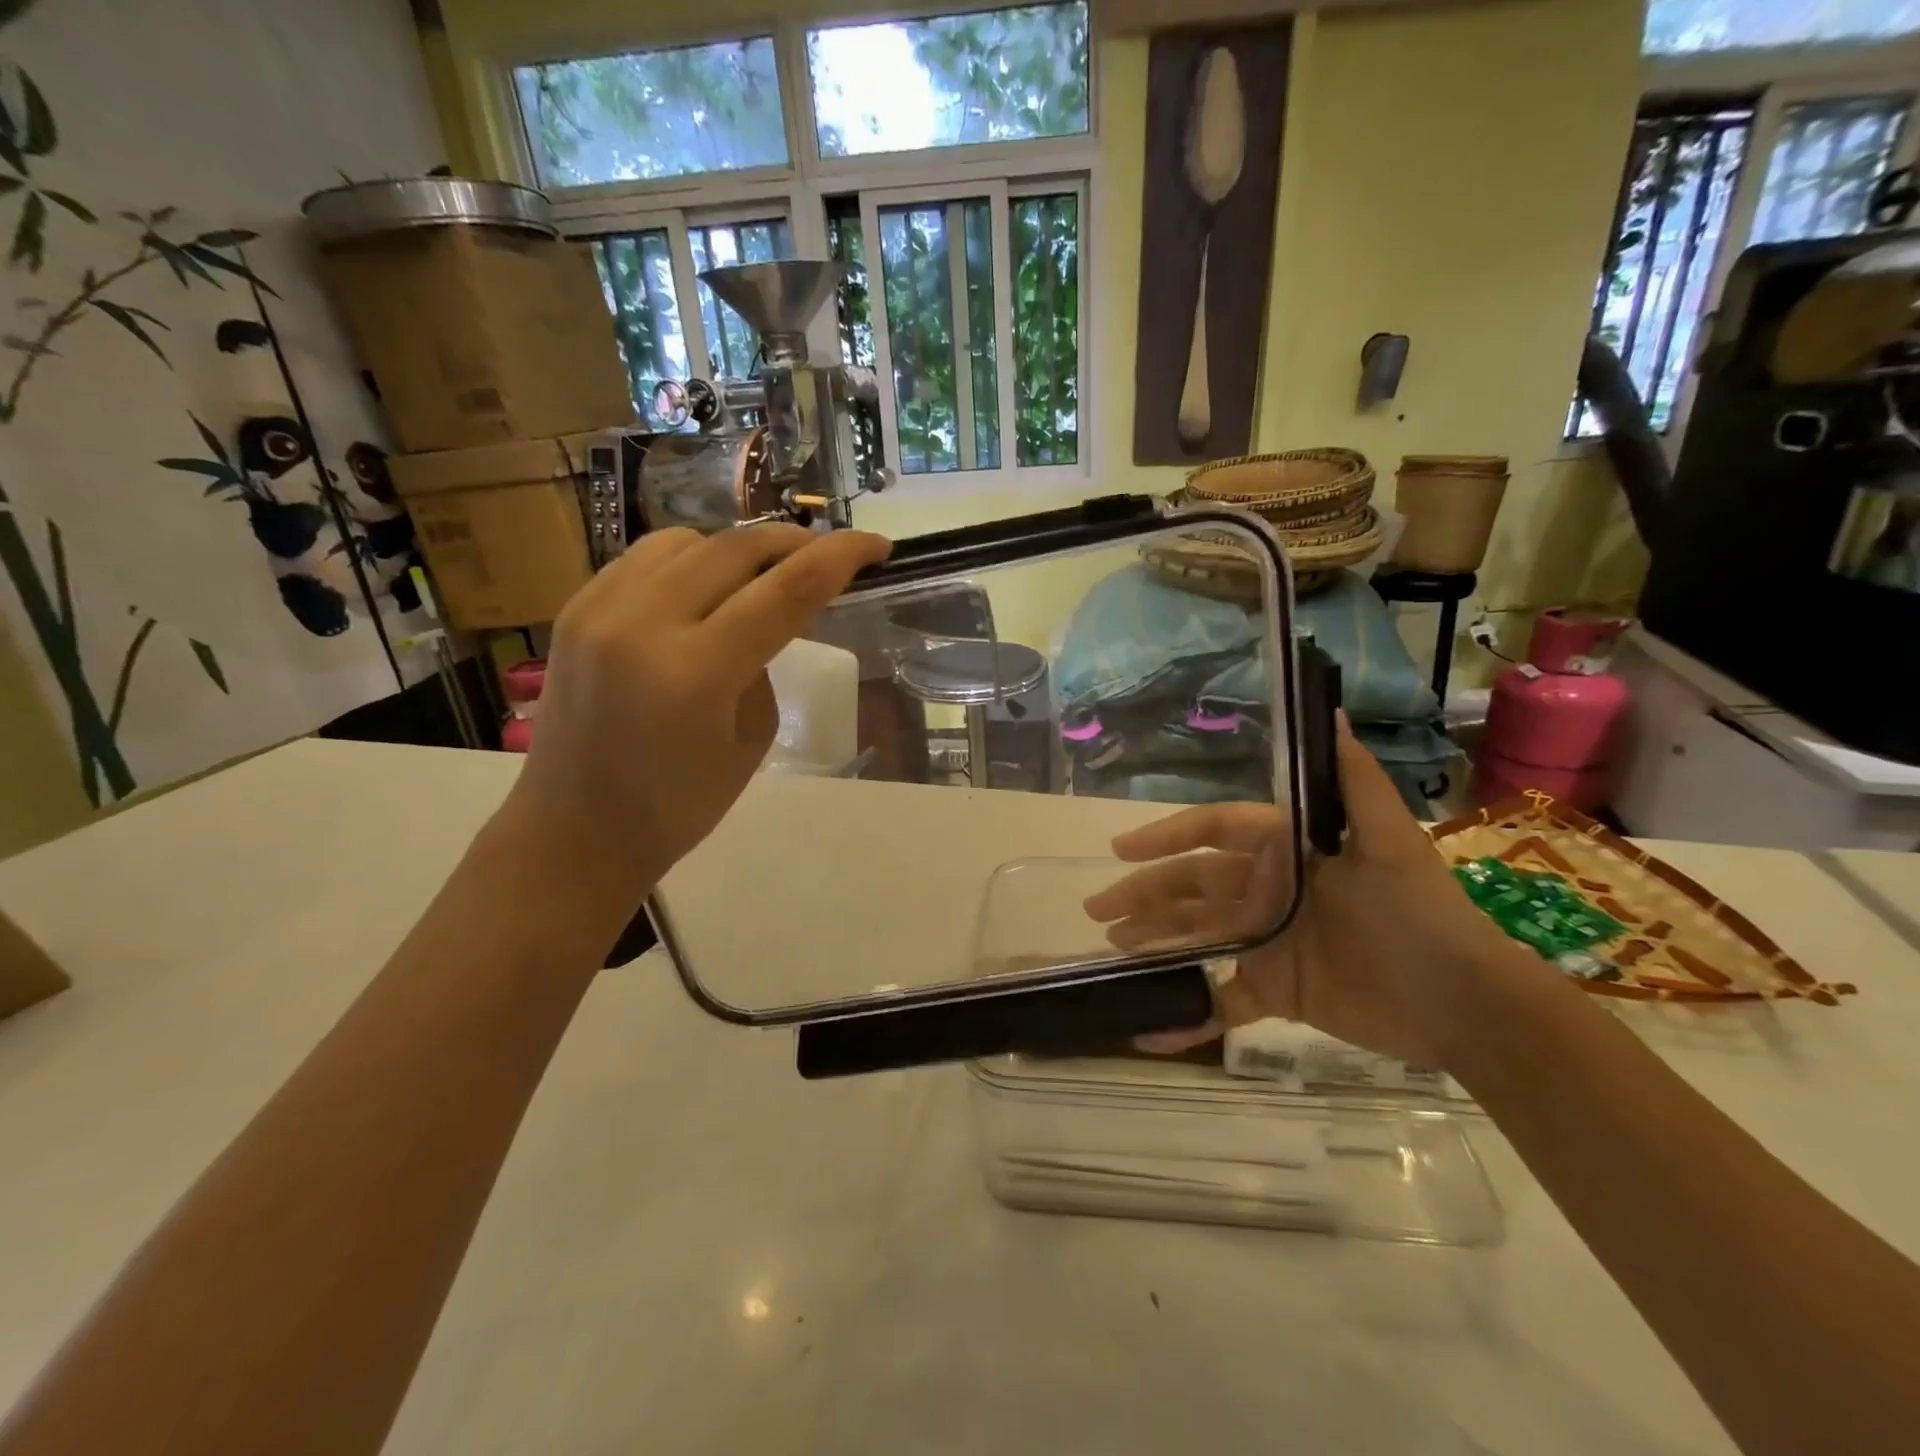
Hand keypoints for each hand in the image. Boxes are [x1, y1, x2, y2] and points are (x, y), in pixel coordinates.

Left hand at [506, 524, 890, 889]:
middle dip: (794, 542)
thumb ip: (764, 664)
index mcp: (697, 674)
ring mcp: (599, 609)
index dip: (840, 556)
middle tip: (827, 556)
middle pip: (736, 548)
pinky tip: (703, 592)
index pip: (786, 590)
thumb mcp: (751, 740)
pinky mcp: (576, 607)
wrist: (575, 830)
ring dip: (738, 551)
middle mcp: (643, 624)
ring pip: (688, 541)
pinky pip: (646, 558)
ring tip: (759, 579)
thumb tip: (765, 616)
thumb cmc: (679, 806)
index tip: (877, 545)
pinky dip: (690, 562)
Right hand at [1082, 717, 1540, 1068]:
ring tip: (1111, 947)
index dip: (1165, 837)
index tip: (1120, 849)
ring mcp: (1267, 942)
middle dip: (1143, 894)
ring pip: (1195, 936)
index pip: (1213, 833)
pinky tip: (1148, 1029)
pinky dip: (1186, 1016)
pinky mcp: (1274, 991)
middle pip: (1191, 887)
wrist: (1466, 1006)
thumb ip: (1353, 781)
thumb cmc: (1419, 915)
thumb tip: (1332, 712)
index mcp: (1285, 852)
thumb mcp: (1390, 841)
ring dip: (1153, 940)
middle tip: (1097, 909)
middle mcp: (1267, 891)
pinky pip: (1220, 1001)